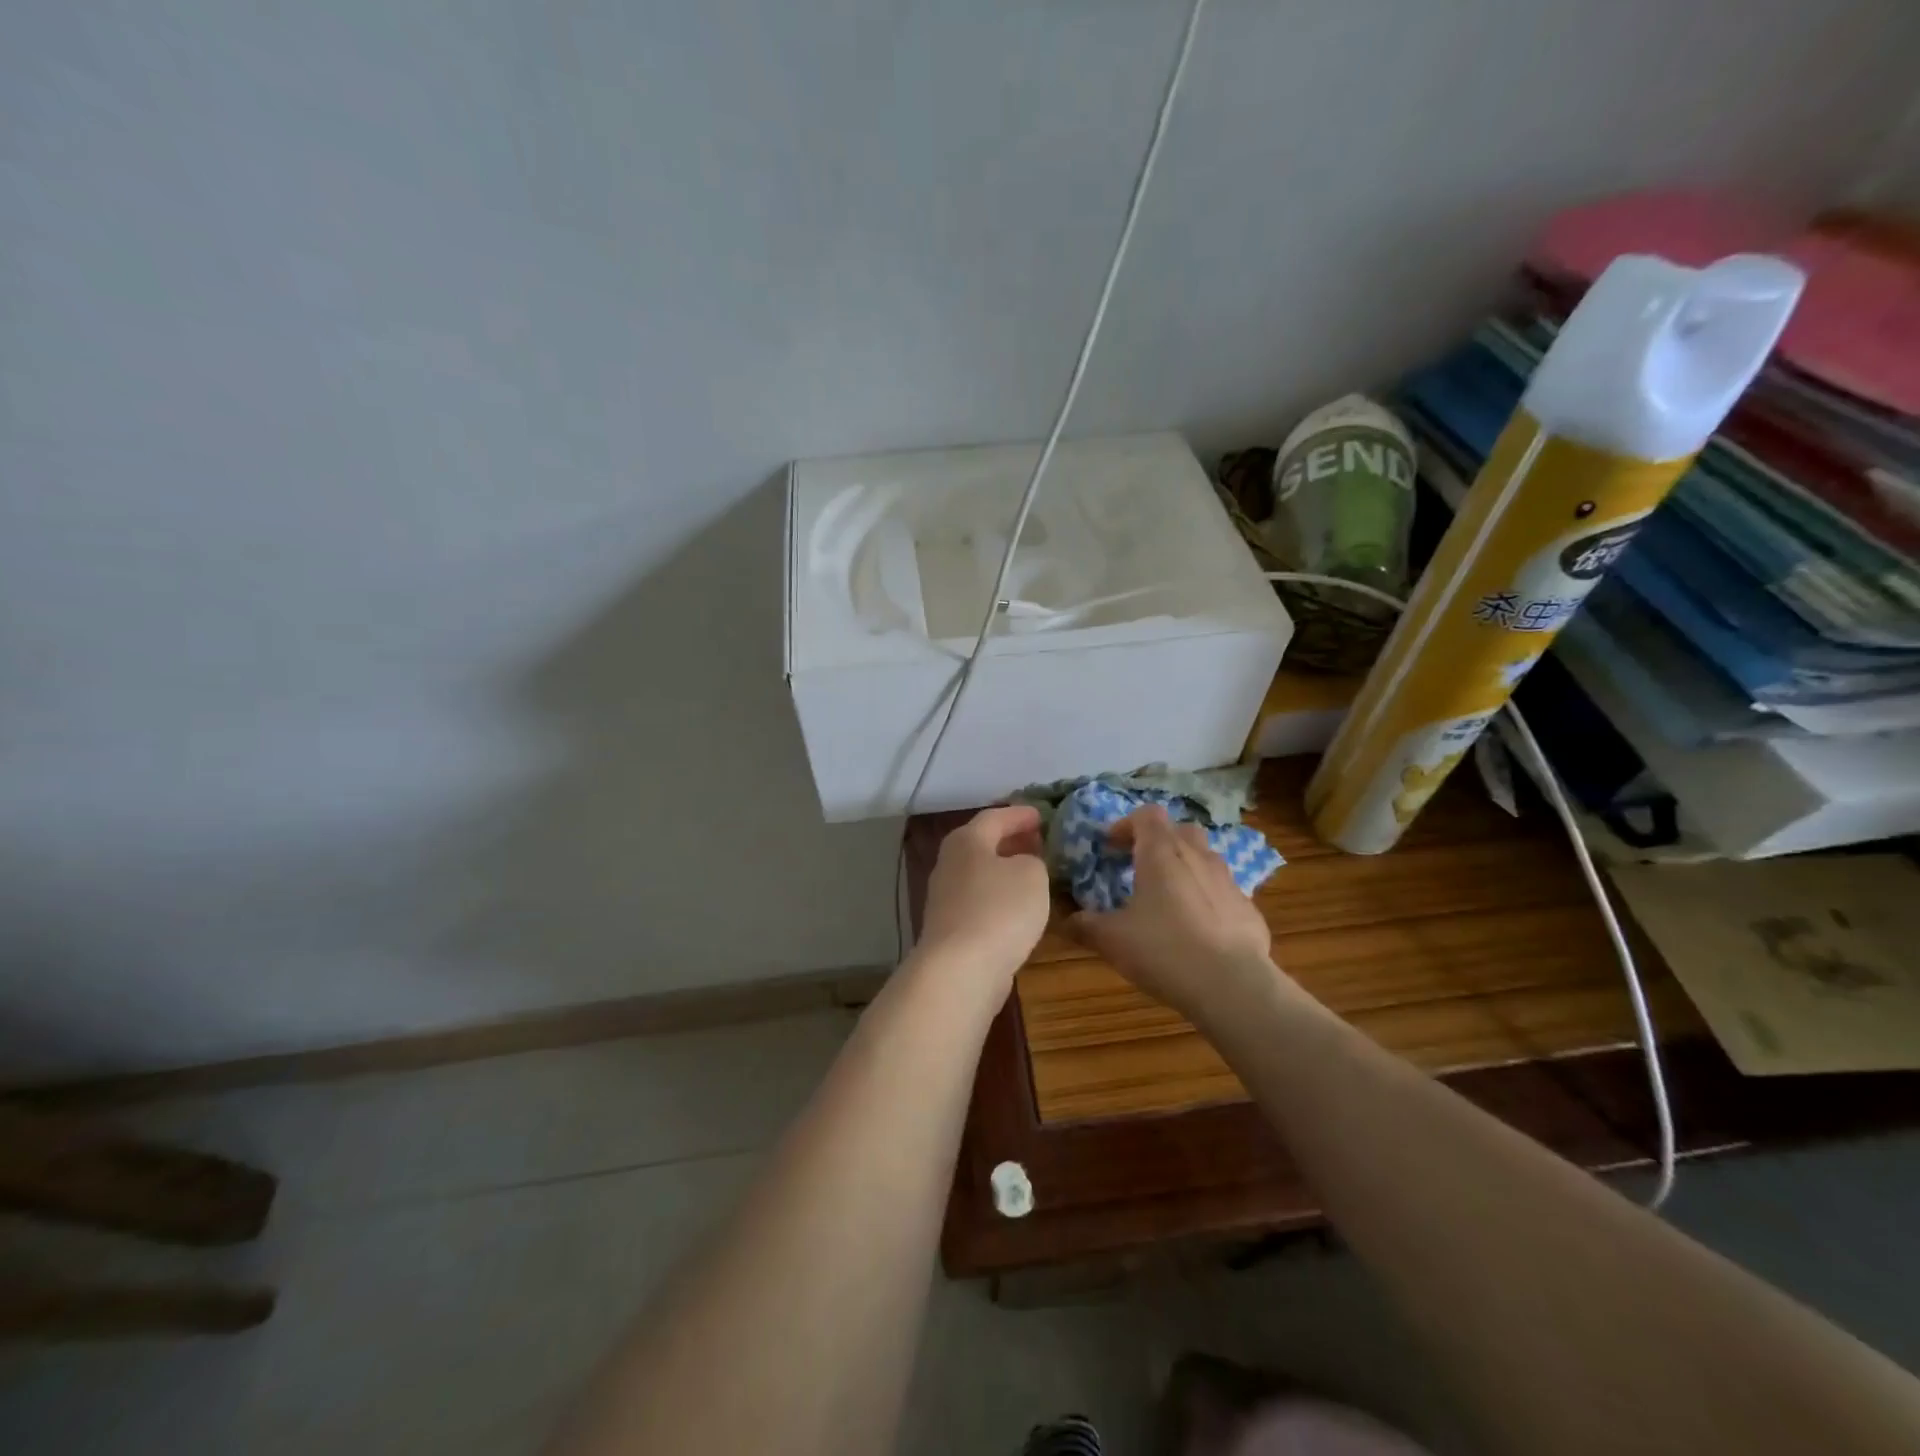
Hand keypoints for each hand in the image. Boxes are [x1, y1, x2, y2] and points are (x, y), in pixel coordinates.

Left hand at [918, 805, 1051, 986]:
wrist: (960, 969)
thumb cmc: (999, 910)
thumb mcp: (1032, 874)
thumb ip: (1033, 861)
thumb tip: (1023, 866)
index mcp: (966, 840)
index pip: (995, 817)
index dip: (1020, 815)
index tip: (1041, 815)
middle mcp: (950, 863)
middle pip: (983, 844)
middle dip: (1011, 841)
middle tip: (1038, 842)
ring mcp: (946, 897)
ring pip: (981, 874)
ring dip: (1005, 871)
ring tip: (1033, 874)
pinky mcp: (950, 928)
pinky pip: (980, 902)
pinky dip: (1000, 898)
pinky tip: (1018, 909)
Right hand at [1071, 805, 1287, 1026]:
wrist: (1233, 986)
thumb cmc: (1164, 950)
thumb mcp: (1112, 940)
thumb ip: (1086, 925)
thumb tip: (1067, 920)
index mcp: (1161, 853)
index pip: (1147, 814)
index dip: (1126, 825)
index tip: (1111, 847)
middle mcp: (1198, 856)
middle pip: (1180, 830)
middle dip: (1160, 842)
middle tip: (1141, 867)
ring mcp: (1228, 881)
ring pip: (1205, 859)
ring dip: (1186, 868)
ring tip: (1169, 899)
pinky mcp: (1249, 909)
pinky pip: (1223, 892)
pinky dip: (1207, 900)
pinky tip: (1198, 931)